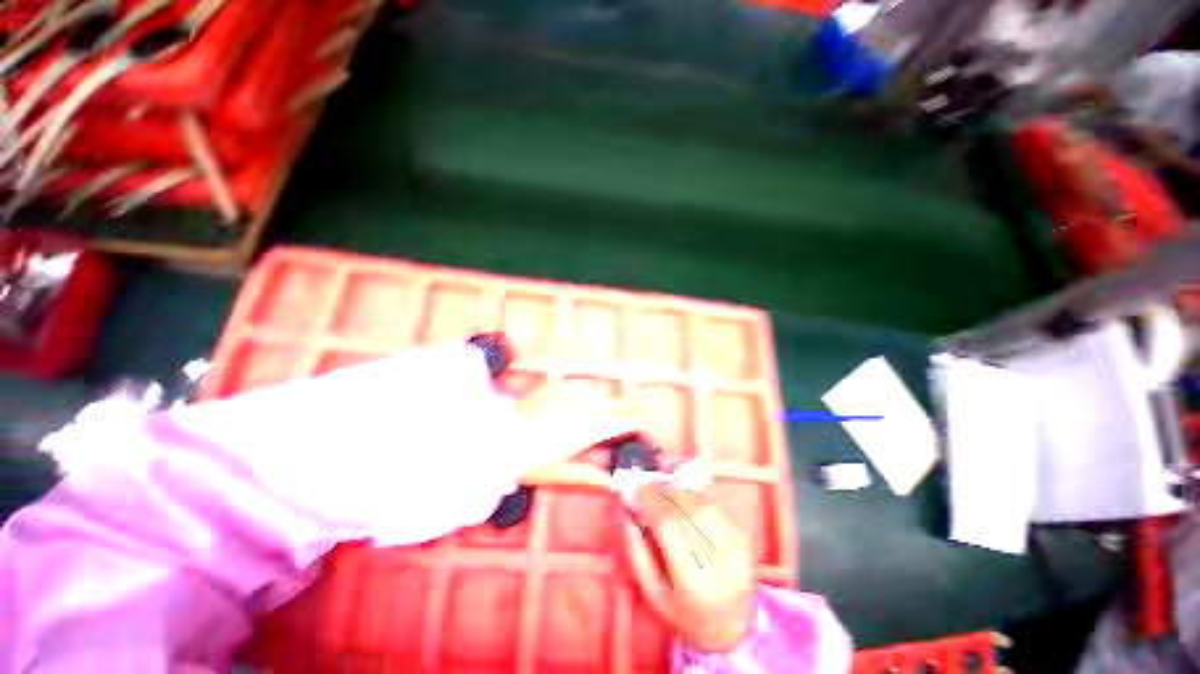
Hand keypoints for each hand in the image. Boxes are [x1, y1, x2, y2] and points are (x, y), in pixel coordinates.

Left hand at [514, 382, 634, 486]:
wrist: (497, 438)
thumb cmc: (530, 461)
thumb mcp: (560, 473)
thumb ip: (590, 475)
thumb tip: (613, 482)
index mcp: (588, 430)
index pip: (622, 421)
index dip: (638, 421)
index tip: (645, 423)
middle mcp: (584, 406)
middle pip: (617, 402)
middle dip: (629, 407)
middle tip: (634, 414)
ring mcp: (570, 392)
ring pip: (602, 388)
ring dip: (612, 395)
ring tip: (615, 403)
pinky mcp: (557, 383)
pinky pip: (582, 381)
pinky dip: (592, 387)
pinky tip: (591, 392)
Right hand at [624, 484, 754, 651]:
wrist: (732, 627)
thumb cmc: (685, 614)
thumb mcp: (651, 593)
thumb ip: (636, 550)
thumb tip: (627, 511)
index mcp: (695, 582)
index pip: (670, 525)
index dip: (651, 501)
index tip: (635, 490)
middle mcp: (721, 561)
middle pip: (687, 509)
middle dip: (662, 492)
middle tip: (646, 487)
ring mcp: (737, 546)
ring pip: (701, 502)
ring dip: (678, 490)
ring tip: (662, 491)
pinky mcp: (744, 536)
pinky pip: (714, 504)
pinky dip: (694, 495)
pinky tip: (682, 498)